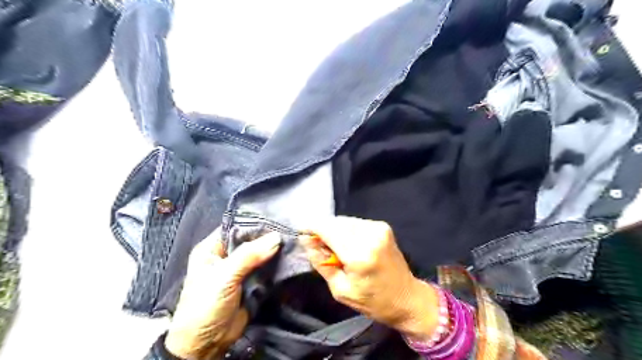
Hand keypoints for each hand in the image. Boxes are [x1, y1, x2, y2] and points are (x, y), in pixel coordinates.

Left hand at [164, 229, 280, 357]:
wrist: (206, 345)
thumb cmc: (205, 306)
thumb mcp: (224, 277)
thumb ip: (249, 256)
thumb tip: (276, 237)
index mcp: (212, 249)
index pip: (236, 228)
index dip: (255, 224)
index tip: (278, 220)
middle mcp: (226, 256)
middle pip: (251, 241)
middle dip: (268, 238)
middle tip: (291, 230)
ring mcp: (240, 270)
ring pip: (260, 255)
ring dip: (275, 251)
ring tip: (294, 241)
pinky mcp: (251, 283)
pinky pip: (266, 269)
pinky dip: (277, 265)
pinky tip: (291, 257)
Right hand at [301, 216, 440, 340]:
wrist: (407, 298)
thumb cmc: (372, 300)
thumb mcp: (340, 289)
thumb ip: (320, 262)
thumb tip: (306, 240)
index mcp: (359, 255)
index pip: (327, 228)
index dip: (311, 228)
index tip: (302, 233)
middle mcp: (370, 235)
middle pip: (335, 222)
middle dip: (323, 231)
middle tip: (320, 248)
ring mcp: (378, 228)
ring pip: (344, 220)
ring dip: (335, 231)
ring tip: (336, 249)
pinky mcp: (383, 226)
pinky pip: (355, 222)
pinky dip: (347, 230)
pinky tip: (349, 245)